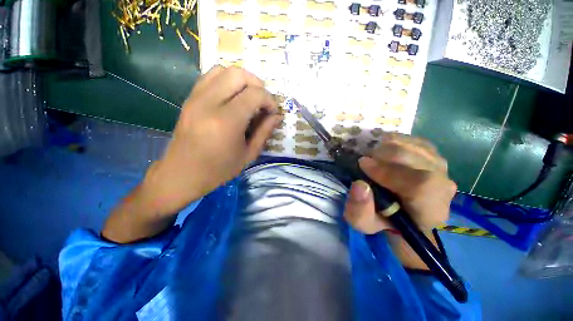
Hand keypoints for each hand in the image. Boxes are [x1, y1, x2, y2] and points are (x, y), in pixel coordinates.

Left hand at [142, 66, 281, 214]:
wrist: (182, 173)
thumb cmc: (219, 169)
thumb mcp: (248, 155)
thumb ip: (265, 132)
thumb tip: (277, 116)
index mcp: (227, 121)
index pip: (255, 95)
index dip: (269, 100)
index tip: (273, 111)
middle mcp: (209, 103)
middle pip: (239, 74)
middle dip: (257, 84)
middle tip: (262, 101)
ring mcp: (196, 98)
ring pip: (223, 70)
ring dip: (242, 80)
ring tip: (249, 96)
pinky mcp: (189, 98)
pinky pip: (210, 77)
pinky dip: (226, 80)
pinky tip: (232, 96)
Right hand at [343, 133, 455, 268]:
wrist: (406, 216)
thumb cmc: (385, 221)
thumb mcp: (364, 223)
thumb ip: (359, 210)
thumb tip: (360, 185)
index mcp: (428, 211)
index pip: (420, 185)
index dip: (388, 171)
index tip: (362, 164)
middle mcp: (443, 187)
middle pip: (417, 159)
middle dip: (384, 154)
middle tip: (365, 158)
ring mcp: (442, 169)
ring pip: (417, 147)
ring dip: (389, 147)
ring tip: (374, 155)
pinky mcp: (435, 158)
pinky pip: (417, 142)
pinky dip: (398, 141)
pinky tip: (386, 149)